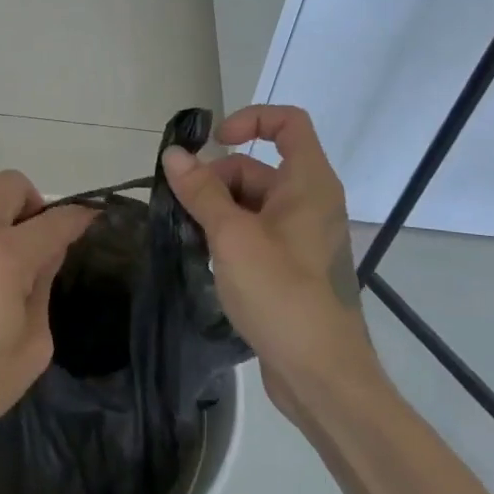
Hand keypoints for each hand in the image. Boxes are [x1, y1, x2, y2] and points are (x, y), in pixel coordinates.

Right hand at [160, 106, 373, 413]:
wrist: (320, 373)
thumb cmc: (281, 293)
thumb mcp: (233, 236)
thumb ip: (201, 192)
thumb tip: (174, 154)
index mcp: (309, 183)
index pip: (289, 123)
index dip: (251, 119)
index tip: (214, 143)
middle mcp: (310, 202)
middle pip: (258, 166)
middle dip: (217, 179)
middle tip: (183, 208)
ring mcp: (301, 235)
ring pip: (252, 201)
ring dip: (217, 209)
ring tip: (189, 236)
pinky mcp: (291, 265)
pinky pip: (255, 231)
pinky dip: (228, 233)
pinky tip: (204, 256)